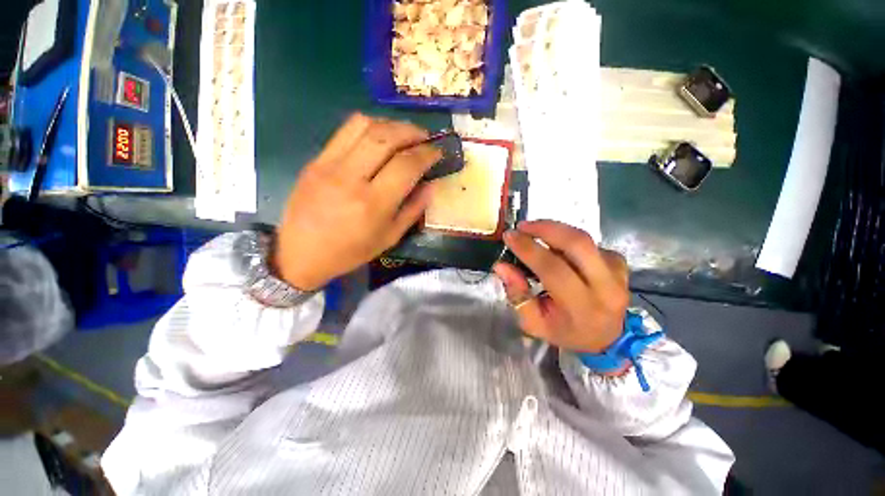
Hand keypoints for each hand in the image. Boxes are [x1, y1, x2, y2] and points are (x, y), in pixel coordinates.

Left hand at [274, 113, 440, 289]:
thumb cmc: (350, 251)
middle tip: (425, 137)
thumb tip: (431, 185)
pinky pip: (345, 130)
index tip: (437, 152)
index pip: (406, 165)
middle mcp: (351, 178)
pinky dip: (369, 126)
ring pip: (364, 125)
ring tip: (404, 133)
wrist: (301, 253)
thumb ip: (413, 210)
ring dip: (391, 124)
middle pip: (386, 137)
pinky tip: (379, 136)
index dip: (427, 154)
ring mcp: (329, 165)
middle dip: (412, 131)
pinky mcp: (316, 159)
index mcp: (373, 204)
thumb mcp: (390, 238)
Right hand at [493, 220, 629, 352]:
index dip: (529, 249)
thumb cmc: (565, 332)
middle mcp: (606, 287)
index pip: (553, 269)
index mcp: (582, 307)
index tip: (509, 237)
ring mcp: (617, 272)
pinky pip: (589, 242)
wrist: (606, 338)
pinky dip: (567, 239)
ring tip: (533, 231)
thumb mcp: (534, 323)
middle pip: (577, 244)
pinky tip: (555, 246)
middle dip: (546, 229)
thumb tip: (501, 266)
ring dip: (554, 230)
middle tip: (522, 226)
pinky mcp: (619, 262)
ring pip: (583, 238)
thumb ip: (517, 294)